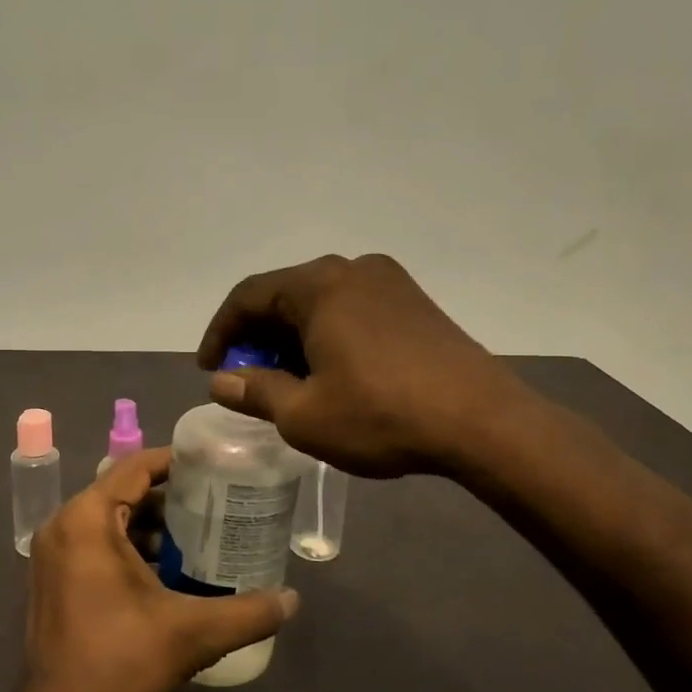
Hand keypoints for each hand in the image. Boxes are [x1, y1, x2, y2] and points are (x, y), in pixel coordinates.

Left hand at [18, 448, 297, 691]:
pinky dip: (129, 548)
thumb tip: (292, 598)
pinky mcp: (52, 580)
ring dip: (151, 526)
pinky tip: (168, 571)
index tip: (214, 465)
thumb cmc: (121, 663)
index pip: (135, 467)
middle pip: (122, 491)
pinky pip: (95, 544)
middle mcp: (63, 526)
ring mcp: (52, 554)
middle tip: (216, 503)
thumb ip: (248, 612)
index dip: (176, 462)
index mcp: (87, 520)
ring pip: (109, 520)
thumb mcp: (192, 632)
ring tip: (200, 536)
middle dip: (169, 497)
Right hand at [196, 253, 528, 477]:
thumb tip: (222, 381)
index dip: (220, 332)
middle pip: (285, 295)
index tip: (209, 368)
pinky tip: (330, 372)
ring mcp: (390, 283)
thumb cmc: (381, 415)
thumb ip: (255, 391)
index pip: (248, 296)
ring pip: (320, 303)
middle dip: (257, 337)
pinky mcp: (415, 303)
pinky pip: (352, 310)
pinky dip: (327, 335)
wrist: (482, 422)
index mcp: (319, 285)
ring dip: (293, 338)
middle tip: (246, 378)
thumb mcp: (304, 414)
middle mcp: (352, 270)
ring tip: (286, 380)